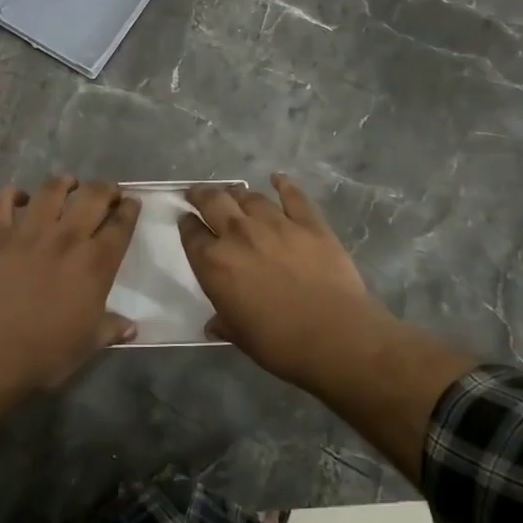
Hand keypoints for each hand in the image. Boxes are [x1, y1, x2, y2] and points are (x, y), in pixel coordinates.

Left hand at [0, 176, 140, 392]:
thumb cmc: (45, 354)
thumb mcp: (88, 345)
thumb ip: (111, 328)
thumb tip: (132, 327)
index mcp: (96, 264)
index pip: (121, 225)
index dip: (129, 210)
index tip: (132, 202)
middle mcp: (67, 238)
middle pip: (92, 196)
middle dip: (105, 188)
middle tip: (106, 191)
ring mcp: (29, 232)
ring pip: (51, 189)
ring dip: (64, 182)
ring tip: (68, 184)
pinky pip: (2, 202)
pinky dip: (11, 195)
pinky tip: (18, 198)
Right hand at [179, 174, 397, 386]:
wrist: (335, 335)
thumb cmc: (280, 344)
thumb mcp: (240, 336)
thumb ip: (224, 322)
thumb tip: (214, 323)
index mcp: (214, 263)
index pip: (191, 234)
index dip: (186, 224)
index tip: (186, 220)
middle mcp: (239, 234)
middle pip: (213, 202)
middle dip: (202, 195)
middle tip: (199, 194)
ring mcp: (275, 223)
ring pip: (250, 197)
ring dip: (238, 194)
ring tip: (235, 194)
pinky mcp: (309, 222)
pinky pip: (293, 195)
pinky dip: (284, 184)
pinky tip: (278, 178)